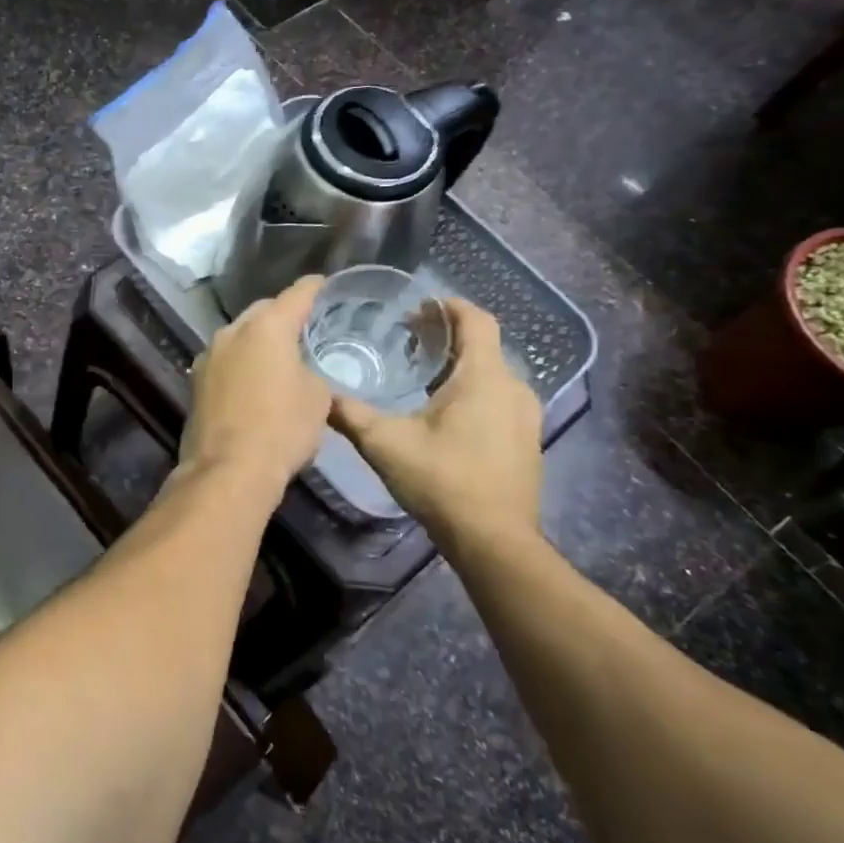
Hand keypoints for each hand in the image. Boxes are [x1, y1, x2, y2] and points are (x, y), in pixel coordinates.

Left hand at [179, 274, 331, 489]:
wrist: (229, 468)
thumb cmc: (283, 427)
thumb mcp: (318, 397)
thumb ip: (310, 369)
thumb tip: (297, 369)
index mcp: (266, 327)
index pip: (296, 294)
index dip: (313, 288)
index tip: (324, 284)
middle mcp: (232, 332)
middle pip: (262, 312)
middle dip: (281, 314)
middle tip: (303, 326)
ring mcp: (208, 356)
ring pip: (239, 336)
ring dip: (257, 341)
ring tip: (278, 354)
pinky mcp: (195, 382)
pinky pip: (226, 361)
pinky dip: (241, 363)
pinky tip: (253, 379)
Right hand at [331, 299, 541, 545]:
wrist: (493, 539)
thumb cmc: (441, 480)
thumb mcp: (384, 443)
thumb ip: (349, 413)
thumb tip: (317, 394)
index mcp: (483, 377)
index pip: (476, 320)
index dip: (449, 306)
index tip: (419, 303)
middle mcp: (513, 387)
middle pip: (483, 345)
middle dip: (447, 336)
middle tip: (408, 337)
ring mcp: (525, 415)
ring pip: (491, 372)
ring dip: (459, 364)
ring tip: (421, 372)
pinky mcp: (526, 439)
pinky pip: (498, 396)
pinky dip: (472, 389)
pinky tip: (443, 410)